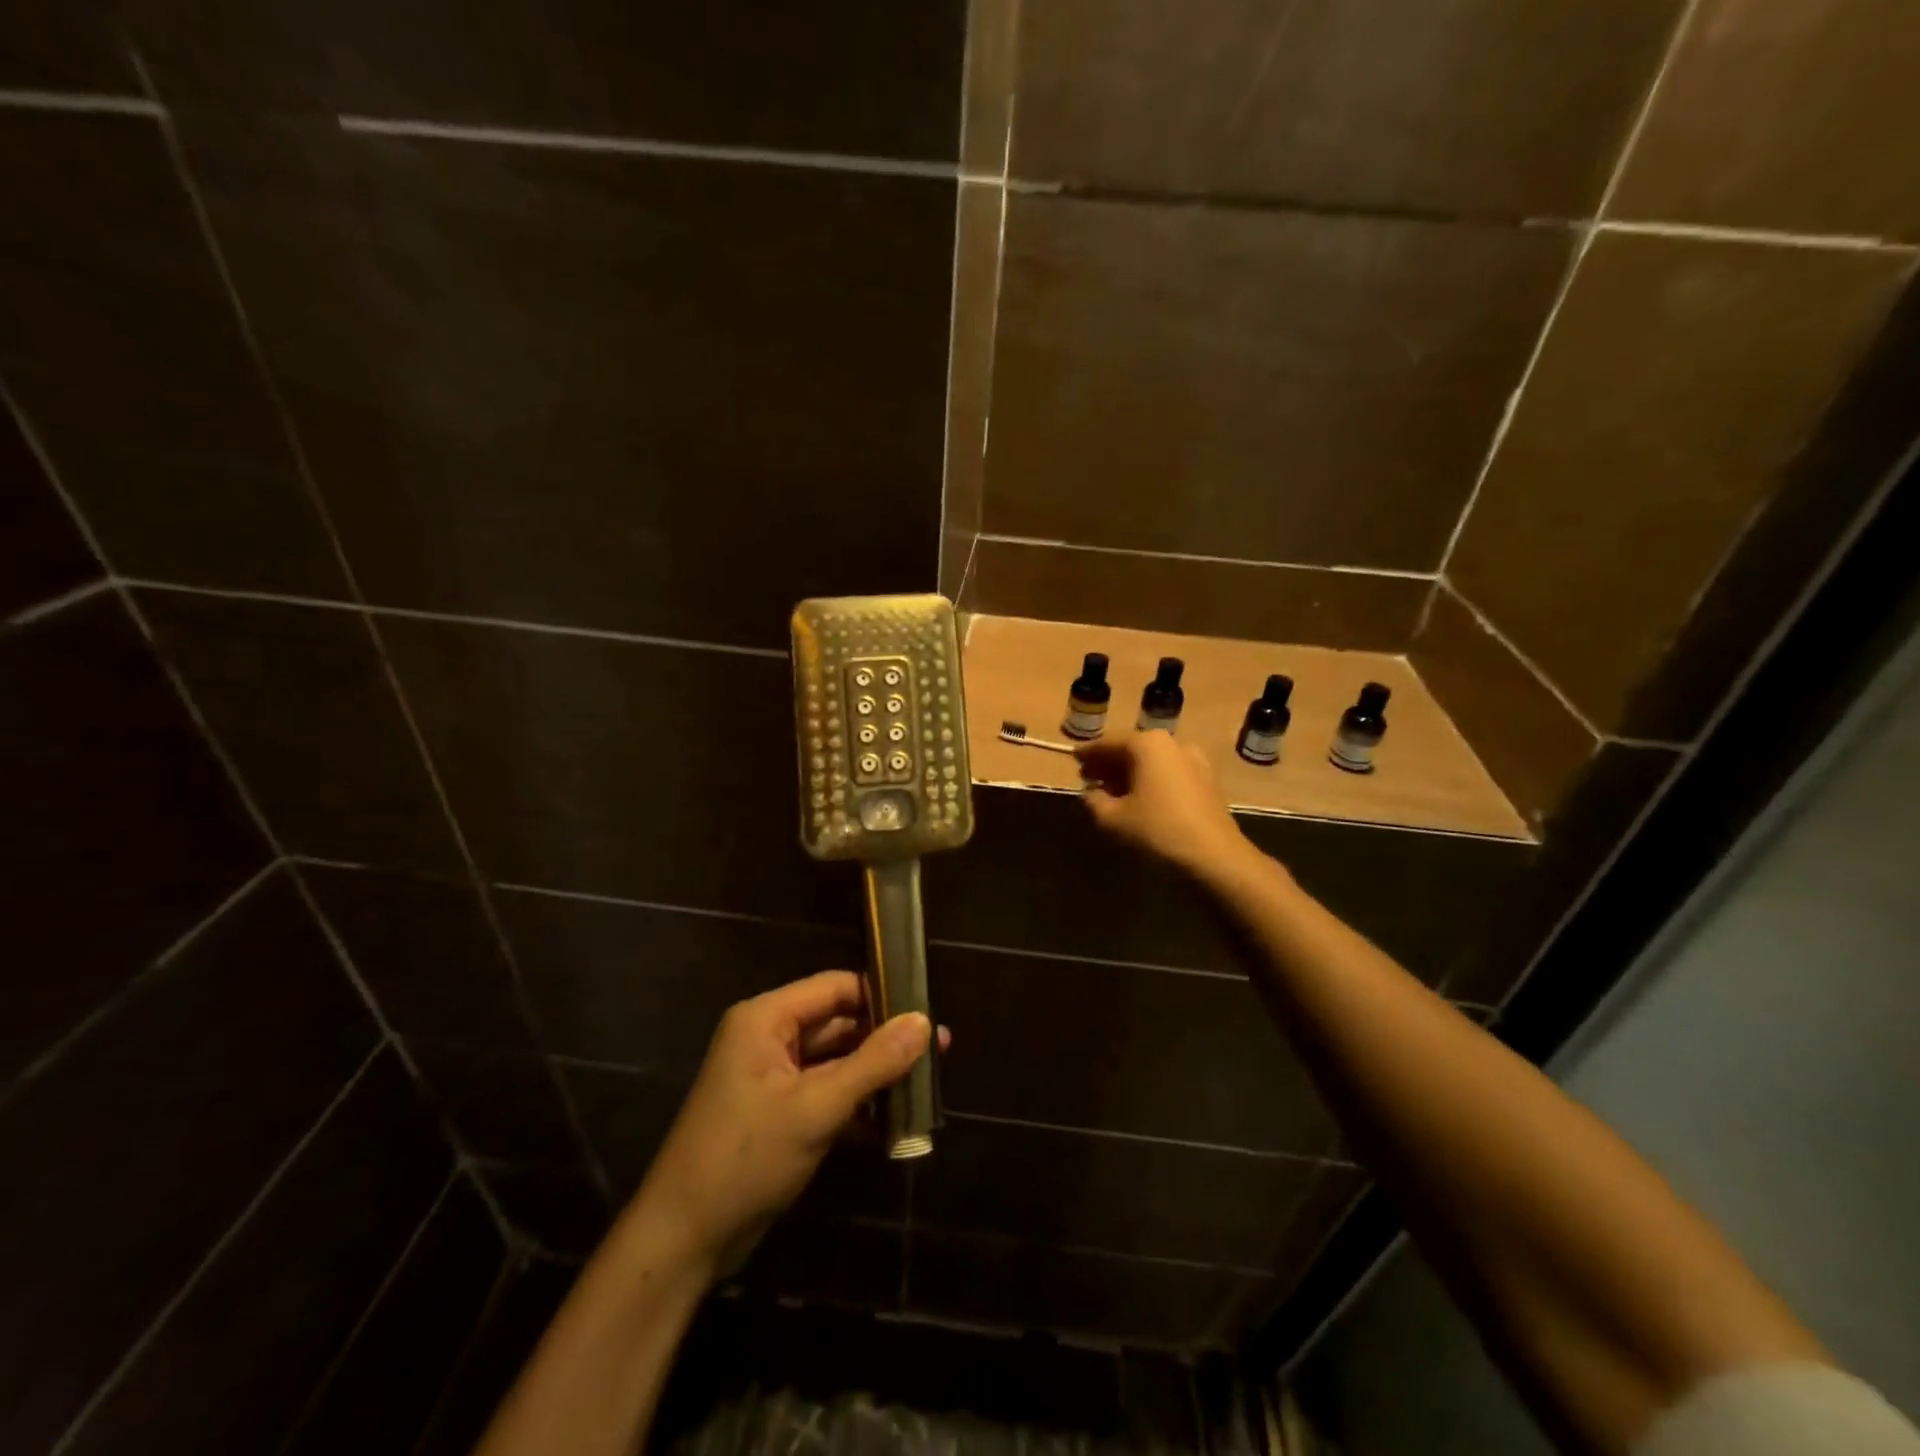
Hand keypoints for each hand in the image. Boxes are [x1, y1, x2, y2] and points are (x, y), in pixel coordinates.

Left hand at [633, 971, 941, 1276]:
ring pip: (838, 1062)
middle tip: (939, 1051)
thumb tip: (925, 1022)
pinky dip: (858, 1107)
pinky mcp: (780, 1114)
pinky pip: (828, 1095)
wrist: (683, 1241)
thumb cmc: (745, 1158)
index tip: (928, 1011)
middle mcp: (770, 1038)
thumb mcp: (815, 1108)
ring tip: (926, 1087)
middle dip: (886, 1041)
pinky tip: (896, 1125)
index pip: (836, 988)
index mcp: (767, 1019)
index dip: (882, 995)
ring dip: (876, 1077)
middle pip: (839, 1024)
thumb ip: (873, 1063)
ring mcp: (774, 1078)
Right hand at [1076, 732, 1252, 878]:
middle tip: (1087, 776)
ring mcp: (1194, 760)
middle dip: (1109, 763)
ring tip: (1110, 791)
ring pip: (1151, 762)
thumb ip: (1094, 801)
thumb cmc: (1157, 830)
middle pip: (1132, 750)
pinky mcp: (1206, 781)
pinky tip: (1138, 800)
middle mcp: (1172, 743)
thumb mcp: (1112, 818)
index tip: (1072, 758)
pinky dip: (1150, 781)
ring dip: (1129, 774)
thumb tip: (1090, 793)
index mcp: (1147, 744)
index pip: (1108, 743)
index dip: (1088, 753)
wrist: (1215, 857)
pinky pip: (1168, 774)